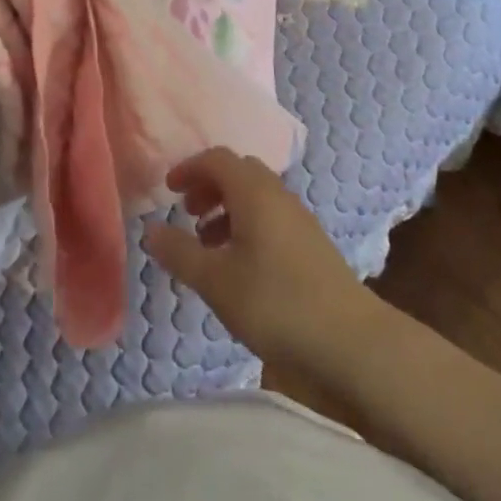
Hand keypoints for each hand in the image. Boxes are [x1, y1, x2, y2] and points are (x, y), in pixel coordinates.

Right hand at [146, 148, 383, 377]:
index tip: (168, 189)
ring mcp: (299, 218)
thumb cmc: (276, 303)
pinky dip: (248, 225)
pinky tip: (241, 265)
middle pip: (238, 172)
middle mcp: (277, 193)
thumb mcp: (217, 282)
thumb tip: (149, 230)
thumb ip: (180, 253)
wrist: (351, 342)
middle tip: (188, 213)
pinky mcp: (312, 244)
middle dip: (209, 186)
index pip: (217, 159)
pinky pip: (271, 216)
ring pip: (256, 196)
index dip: (189, 168)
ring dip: (228, 208)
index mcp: (253, 191)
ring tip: (209, 244)